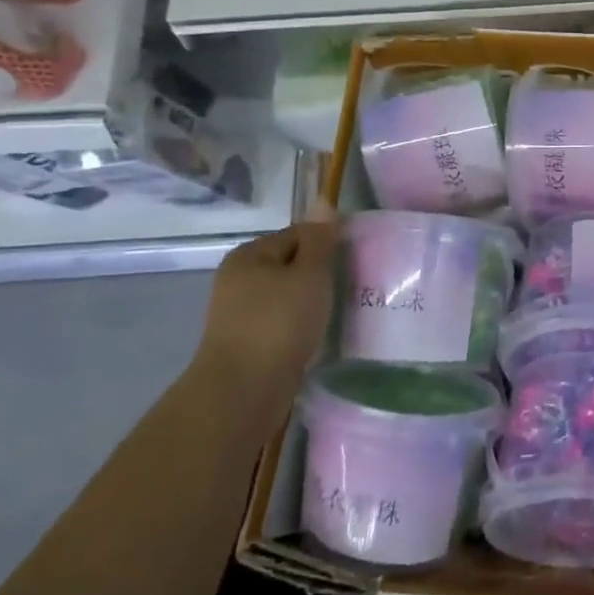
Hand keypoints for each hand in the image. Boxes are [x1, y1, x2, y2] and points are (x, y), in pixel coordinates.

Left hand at [192, 219, 338, 411]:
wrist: (243, 392)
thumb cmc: (278, 324)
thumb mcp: (309, 274)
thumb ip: (320, 240)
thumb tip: (324, 202)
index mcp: (249, 255)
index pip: (297, 234)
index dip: (327, 244)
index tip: (354, 261)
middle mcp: (238, 279)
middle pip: (291, 265)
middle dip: (319, 275)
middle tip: (351, 287)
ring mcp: (239, 313)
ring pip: (287, 296)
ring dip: (311, 303)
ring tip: (338, 313)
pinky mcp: (247, 343)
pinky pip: (281, 323)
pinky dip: (300, 326)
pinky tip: (317, 336)